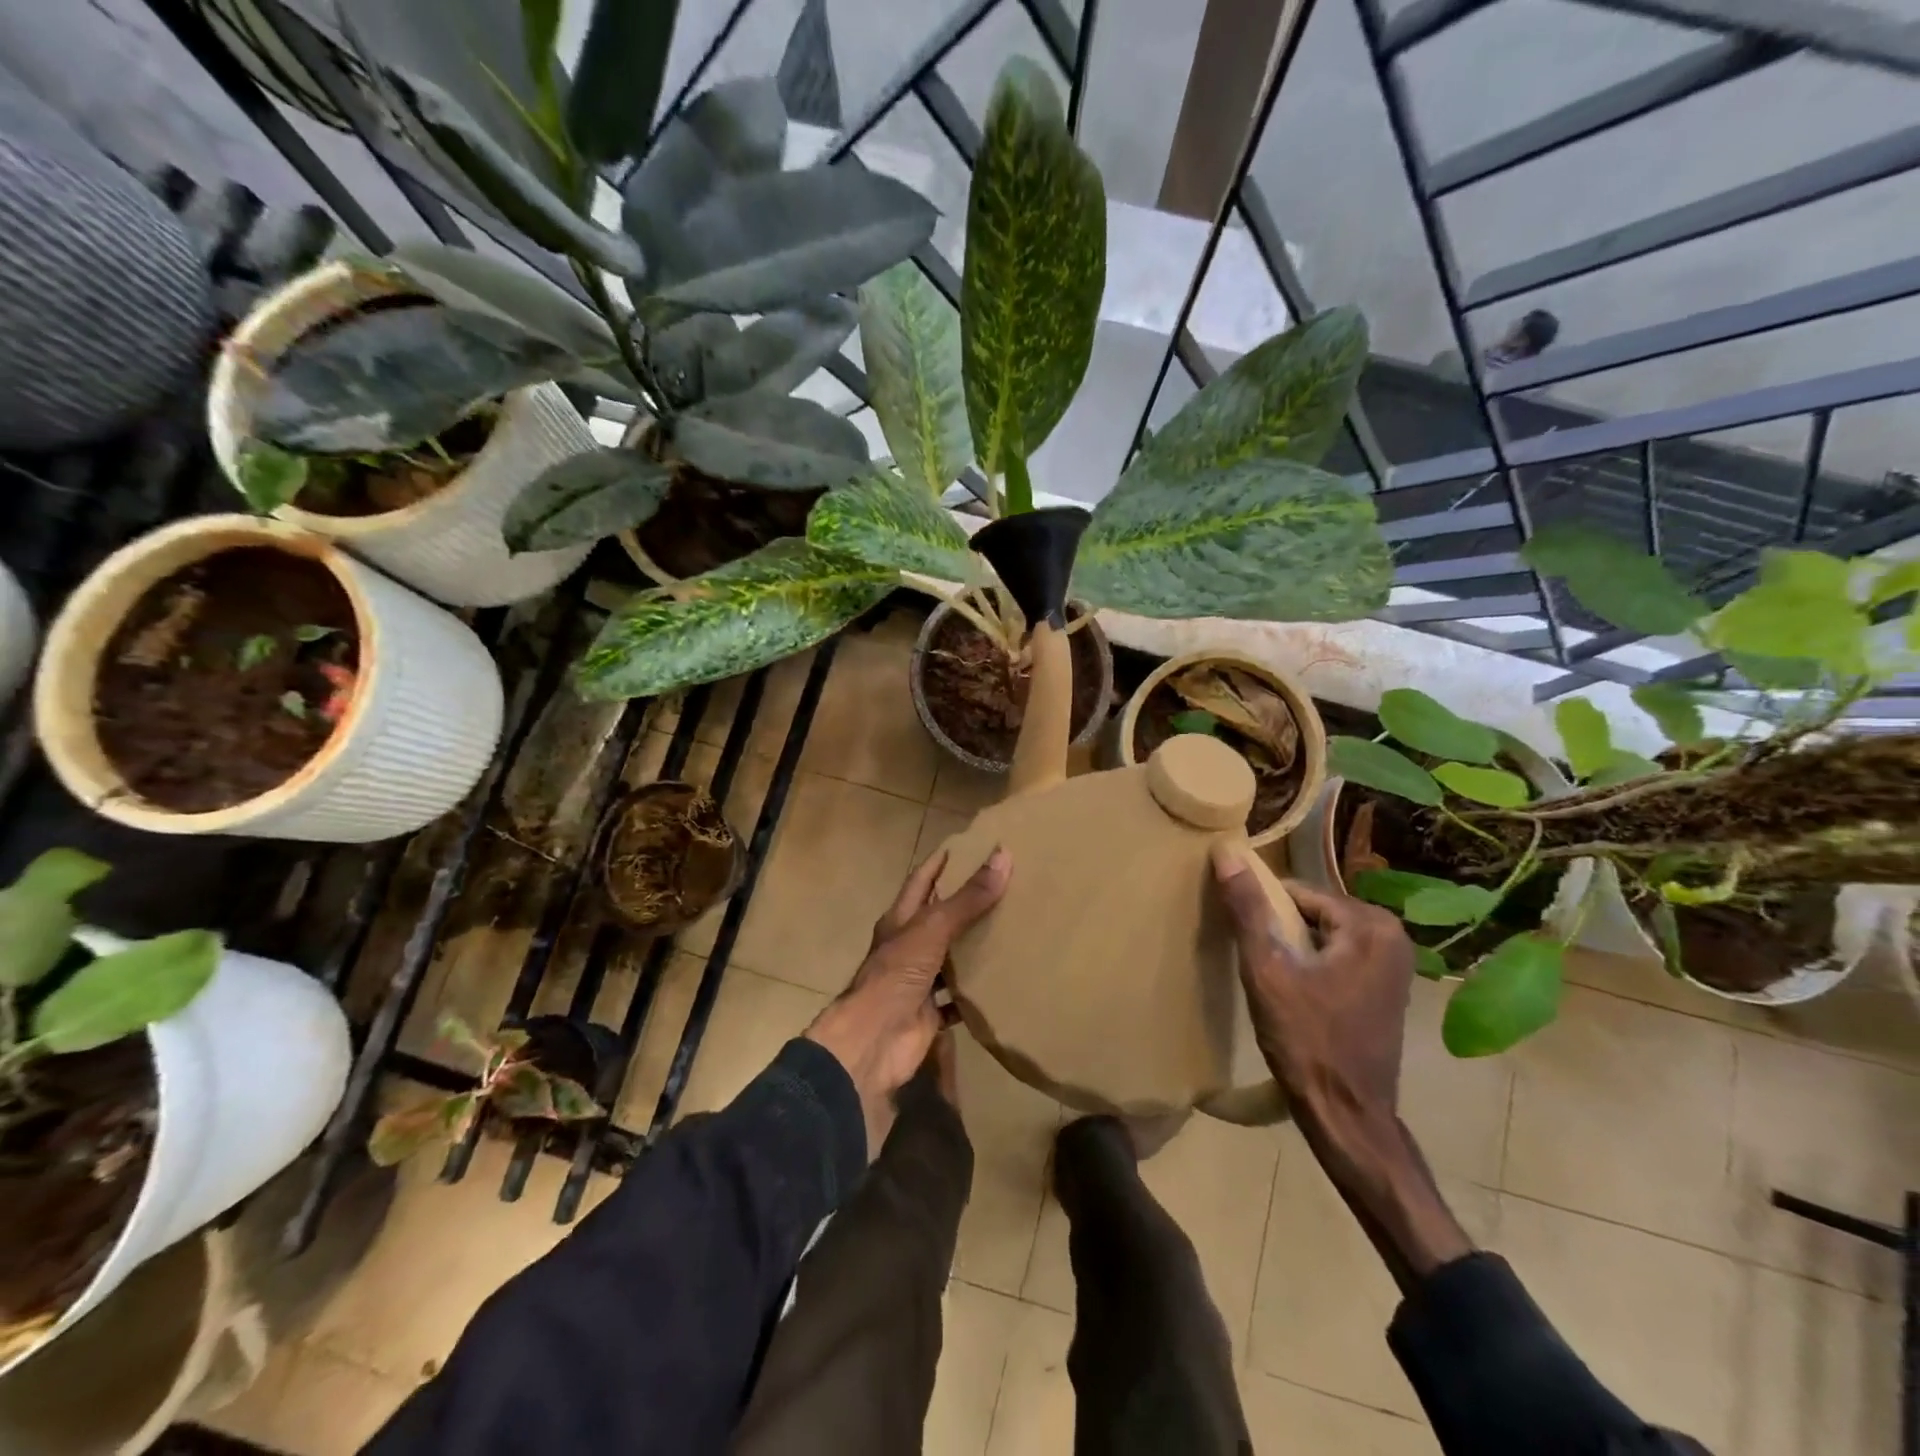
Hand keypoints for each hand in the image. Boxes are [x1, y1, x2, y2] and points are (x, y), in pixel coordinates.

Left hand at [807, 846, 1010, 1155]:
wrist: (874, 1042)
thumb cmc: (896, 975)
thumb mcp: (933, 929)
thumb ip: (968, 898)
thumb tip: (1003, 855)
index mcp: (900, 921)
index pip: (921, 883)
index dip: (939, 865)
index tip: (965, 847)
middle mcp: (907, 948)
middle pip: (938, 920)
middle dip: (964, 906)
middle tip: (1003, 888)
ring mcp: (917, 982)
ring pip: (949, 959)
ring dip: (972, 949)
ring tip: (1010, 932)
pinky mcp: (930, 1014)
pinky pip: (958, 1000)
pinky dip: (976, 993)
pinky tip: (1003, 984)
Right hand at [1212, 847, 1470, 1285]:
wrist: (1347, 1116)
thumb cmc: (1307, 1040)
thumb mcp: (1267, 970)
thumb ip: (1247, 909)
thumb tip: (1226, 851)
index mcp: (1370, 924)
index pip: (1297, 893)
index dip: (1263, 915)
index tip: (1245, 944)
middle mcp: (1392, 936)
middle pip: (1311, 913)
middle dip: (1280, 932)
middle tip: (1258, 966)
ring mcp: (1395, 964)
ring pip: (1322, 936)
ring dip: (1293, 950)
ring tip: (1271, 981)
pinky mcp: (1387, 989)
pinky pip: (1337, 957)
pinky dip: (1312, 967)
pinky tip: (1293, 996)